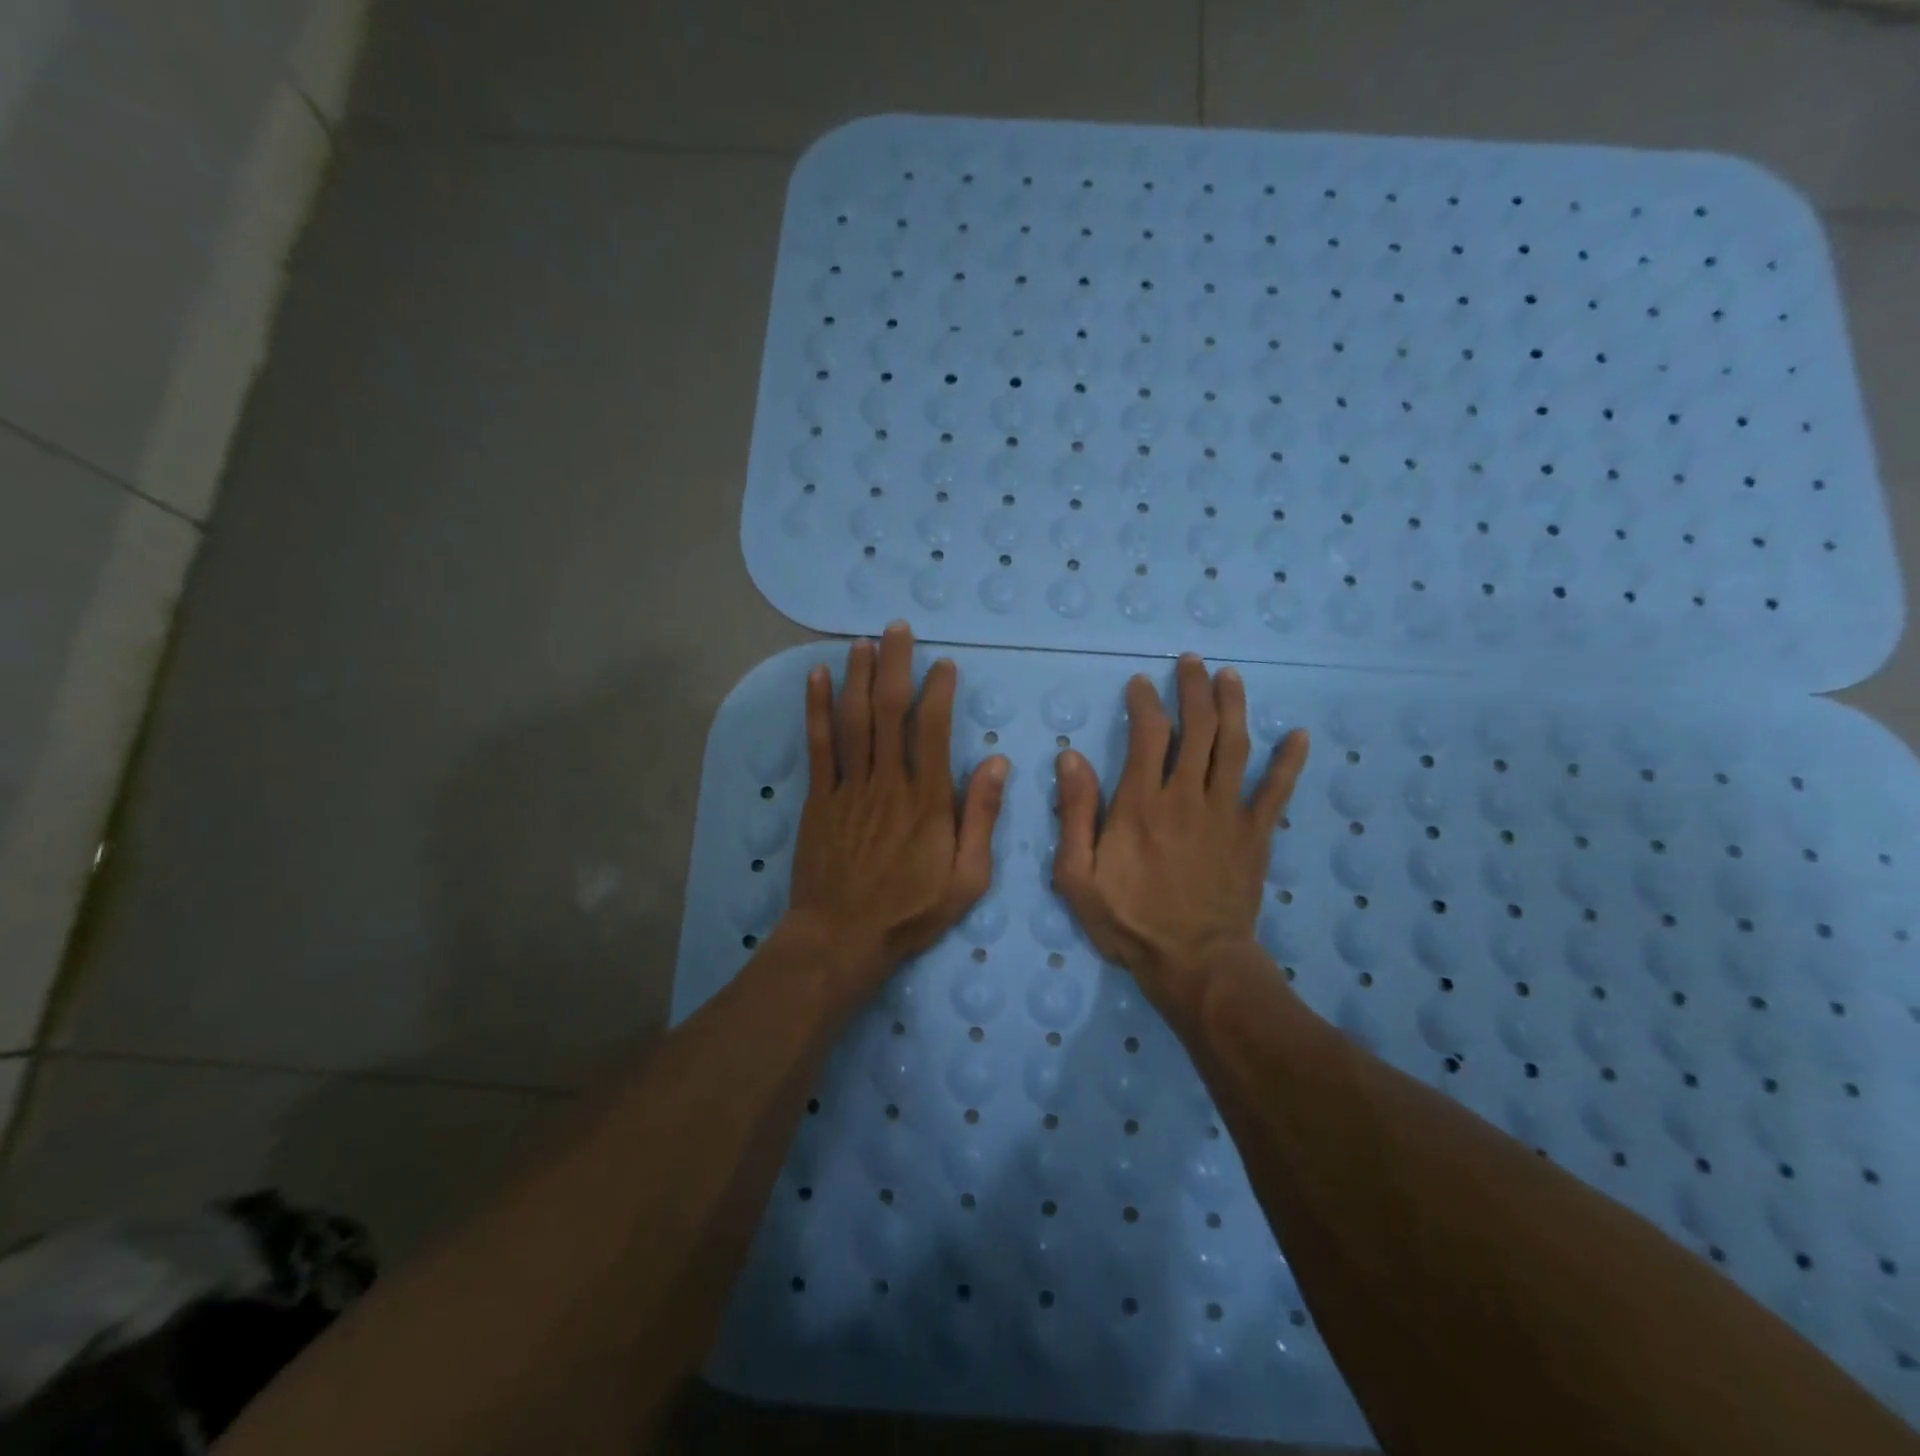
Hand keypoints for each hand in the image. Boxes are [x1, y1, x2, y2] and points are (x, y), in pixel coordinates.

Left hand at [784, 623, 1008, 1001]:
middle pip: (889, 711)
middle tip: (898, 629)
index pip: (933, 730)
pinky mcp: (819, 799)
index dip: (938, 691)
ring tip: (862, 642)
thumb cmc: (909, 912)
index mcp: (927, 801)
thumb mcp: (967, 879)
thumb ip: (982, 818)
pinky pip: (818, 746)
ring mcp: (848, 788)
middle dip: (895, 665)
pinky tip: (817, 678)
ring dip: (858, 676)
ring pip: (853, 720)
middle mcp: (887, 783)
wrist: (841, 938)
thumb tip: (997, 762)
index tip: (944, 665)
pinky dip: (817, 709)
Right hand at [1052, 654, 1308, 1022]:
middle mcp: (1186, 796)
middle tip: (1191, 662)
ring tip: (1230, 677)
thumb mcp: (1077, 875)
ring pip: (1234, 746)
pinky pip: (1276, 791)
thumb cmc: (1129, 921)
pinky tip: (1299, 735)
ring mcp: (1227, 813)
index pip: (1147, 734)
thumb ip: (1075, 813)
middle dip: (1193, 689)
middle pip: (1196, 728)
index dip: (1145, 702)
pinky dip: (1289, 762)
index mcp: (1140, 803)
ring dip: (1233, 706)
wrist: (1194, 963)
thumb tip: (1071, 757)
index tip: (1141, 683)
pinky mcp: (1256, 834)